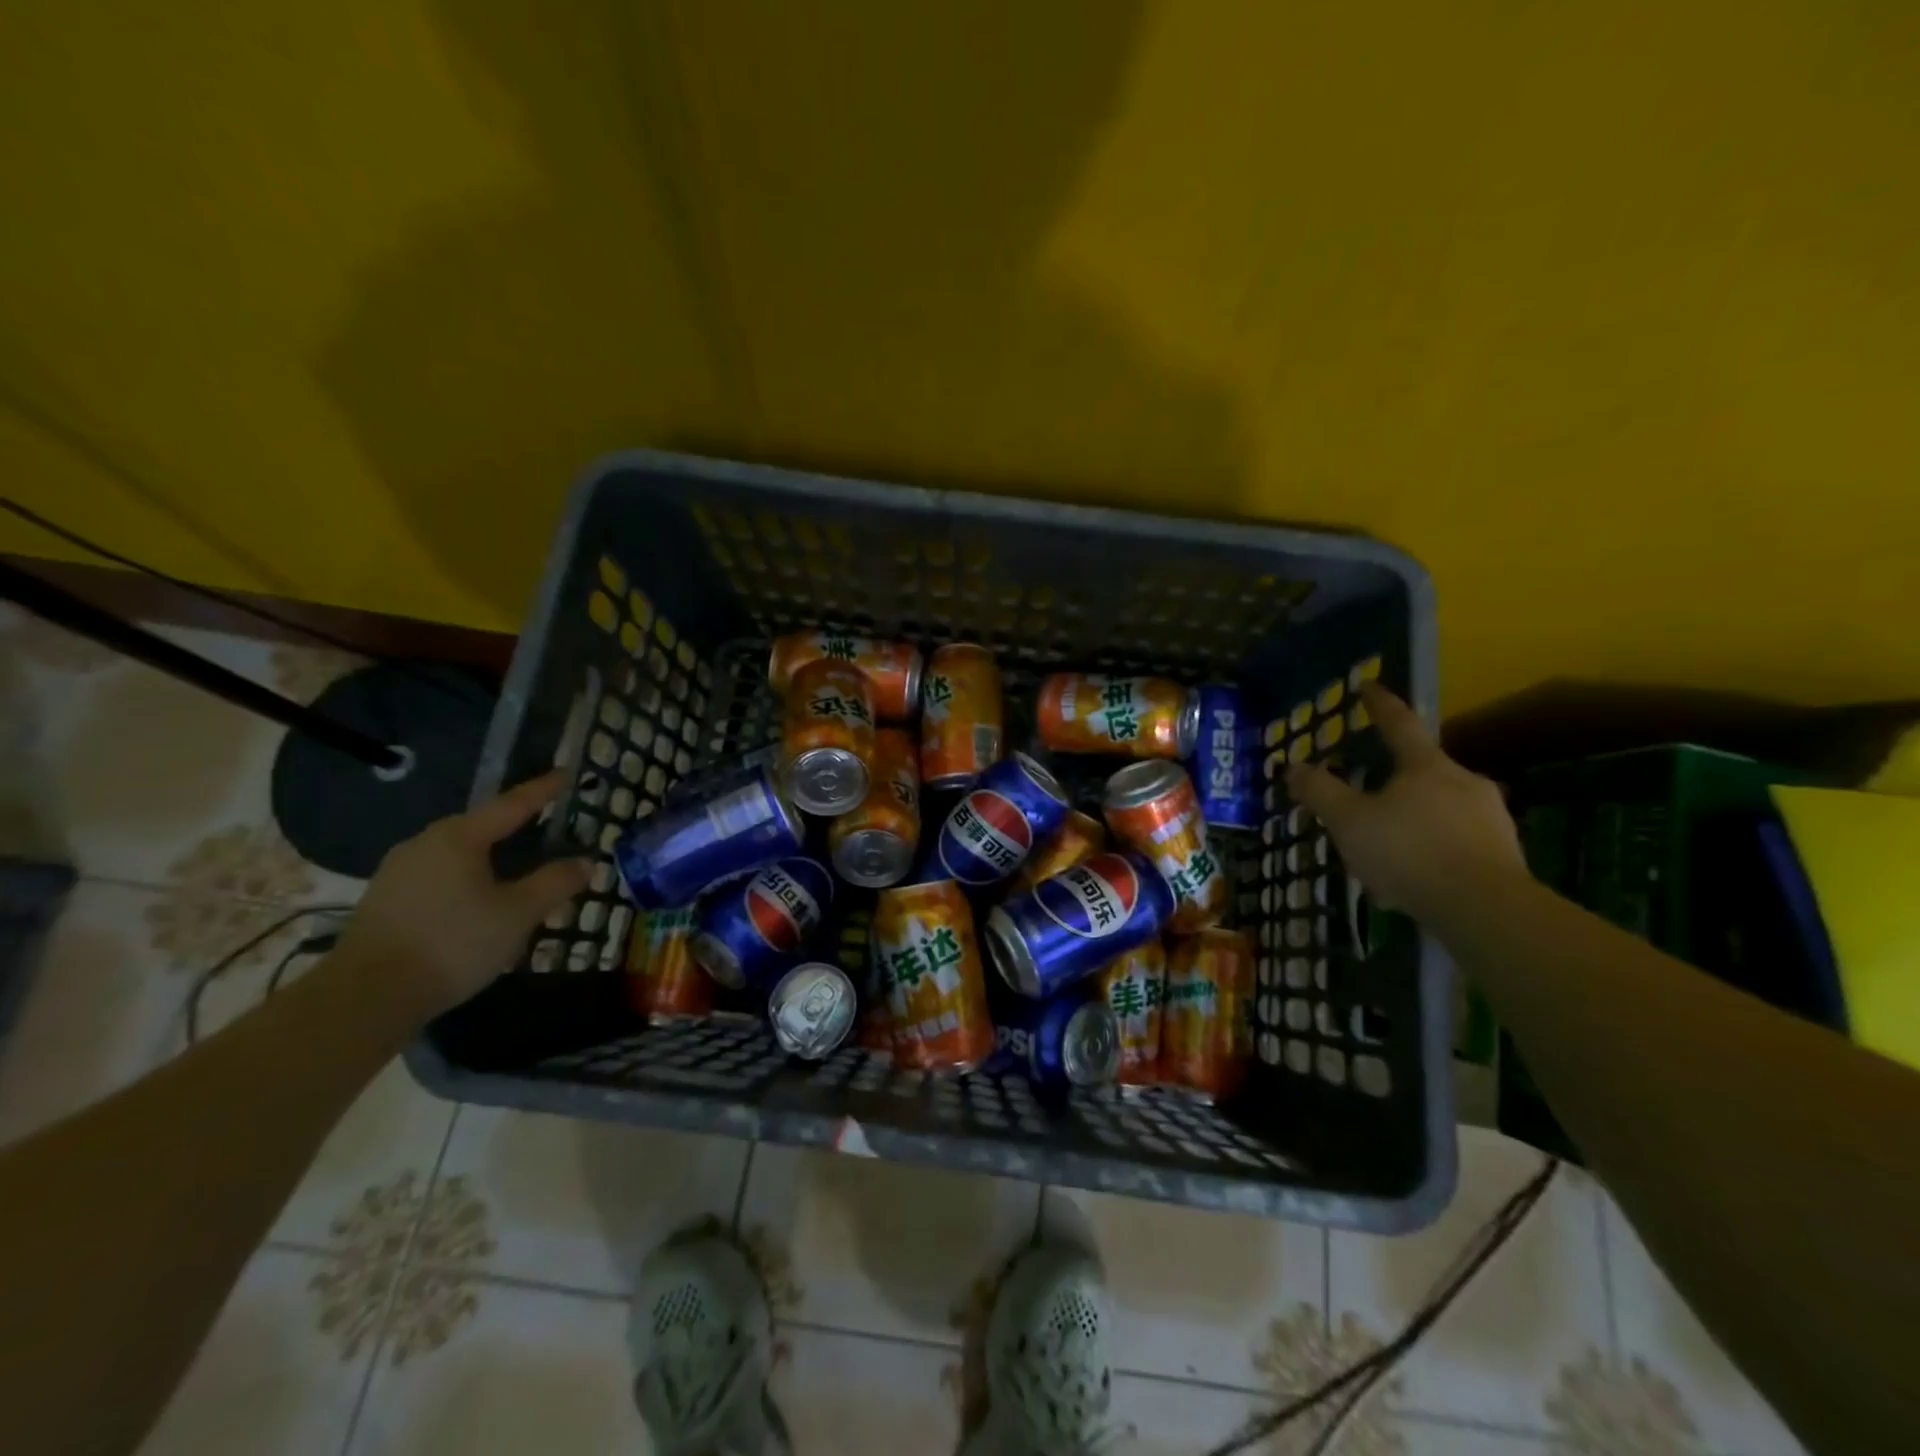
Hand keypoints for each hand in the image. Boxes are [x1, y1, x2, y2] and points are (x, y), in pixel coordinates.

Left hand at [335, 770, 591, 1018]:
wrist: (366, 997)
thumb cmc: (452, 943)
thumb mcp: (518, 913)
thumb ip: (554, 883)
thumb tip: (585, 862)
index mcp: (459, 837)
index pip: (512, 804)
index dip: (543, 790)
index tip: (566, 774)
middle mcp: (425, 844)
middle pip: (481, 827)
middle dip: (517, 827)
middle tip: (548, 827)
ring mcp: (399, 872)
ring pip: (460, 855)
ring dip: (492, 858)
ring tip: (519, 870)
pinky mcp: (386, 900)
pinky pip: (440, 876)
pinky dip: (469, 879)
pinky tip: (481, 901)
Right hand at [1286, 682, 1527, 923]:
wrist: (1484, 909)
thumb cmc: (1408, 852)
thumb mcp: (1349, 821)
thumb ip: (1320, 792)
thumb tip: (1293, 766)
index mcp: (1426, 766)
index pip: (1399, 724)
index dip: (1380, 705)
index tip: (1368, 686)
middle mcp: (1464, 782)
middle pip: (1422, 771)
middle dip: (1394, 780)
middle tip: (1368, 796)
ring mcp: (1490, 819)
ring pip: (1439, 810)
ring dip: (1411, 822)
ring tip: (1383, 851)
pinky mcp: (1504, 856)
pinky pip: (1455, 843)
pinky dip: (1430, 853)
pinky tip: (1410, 881)